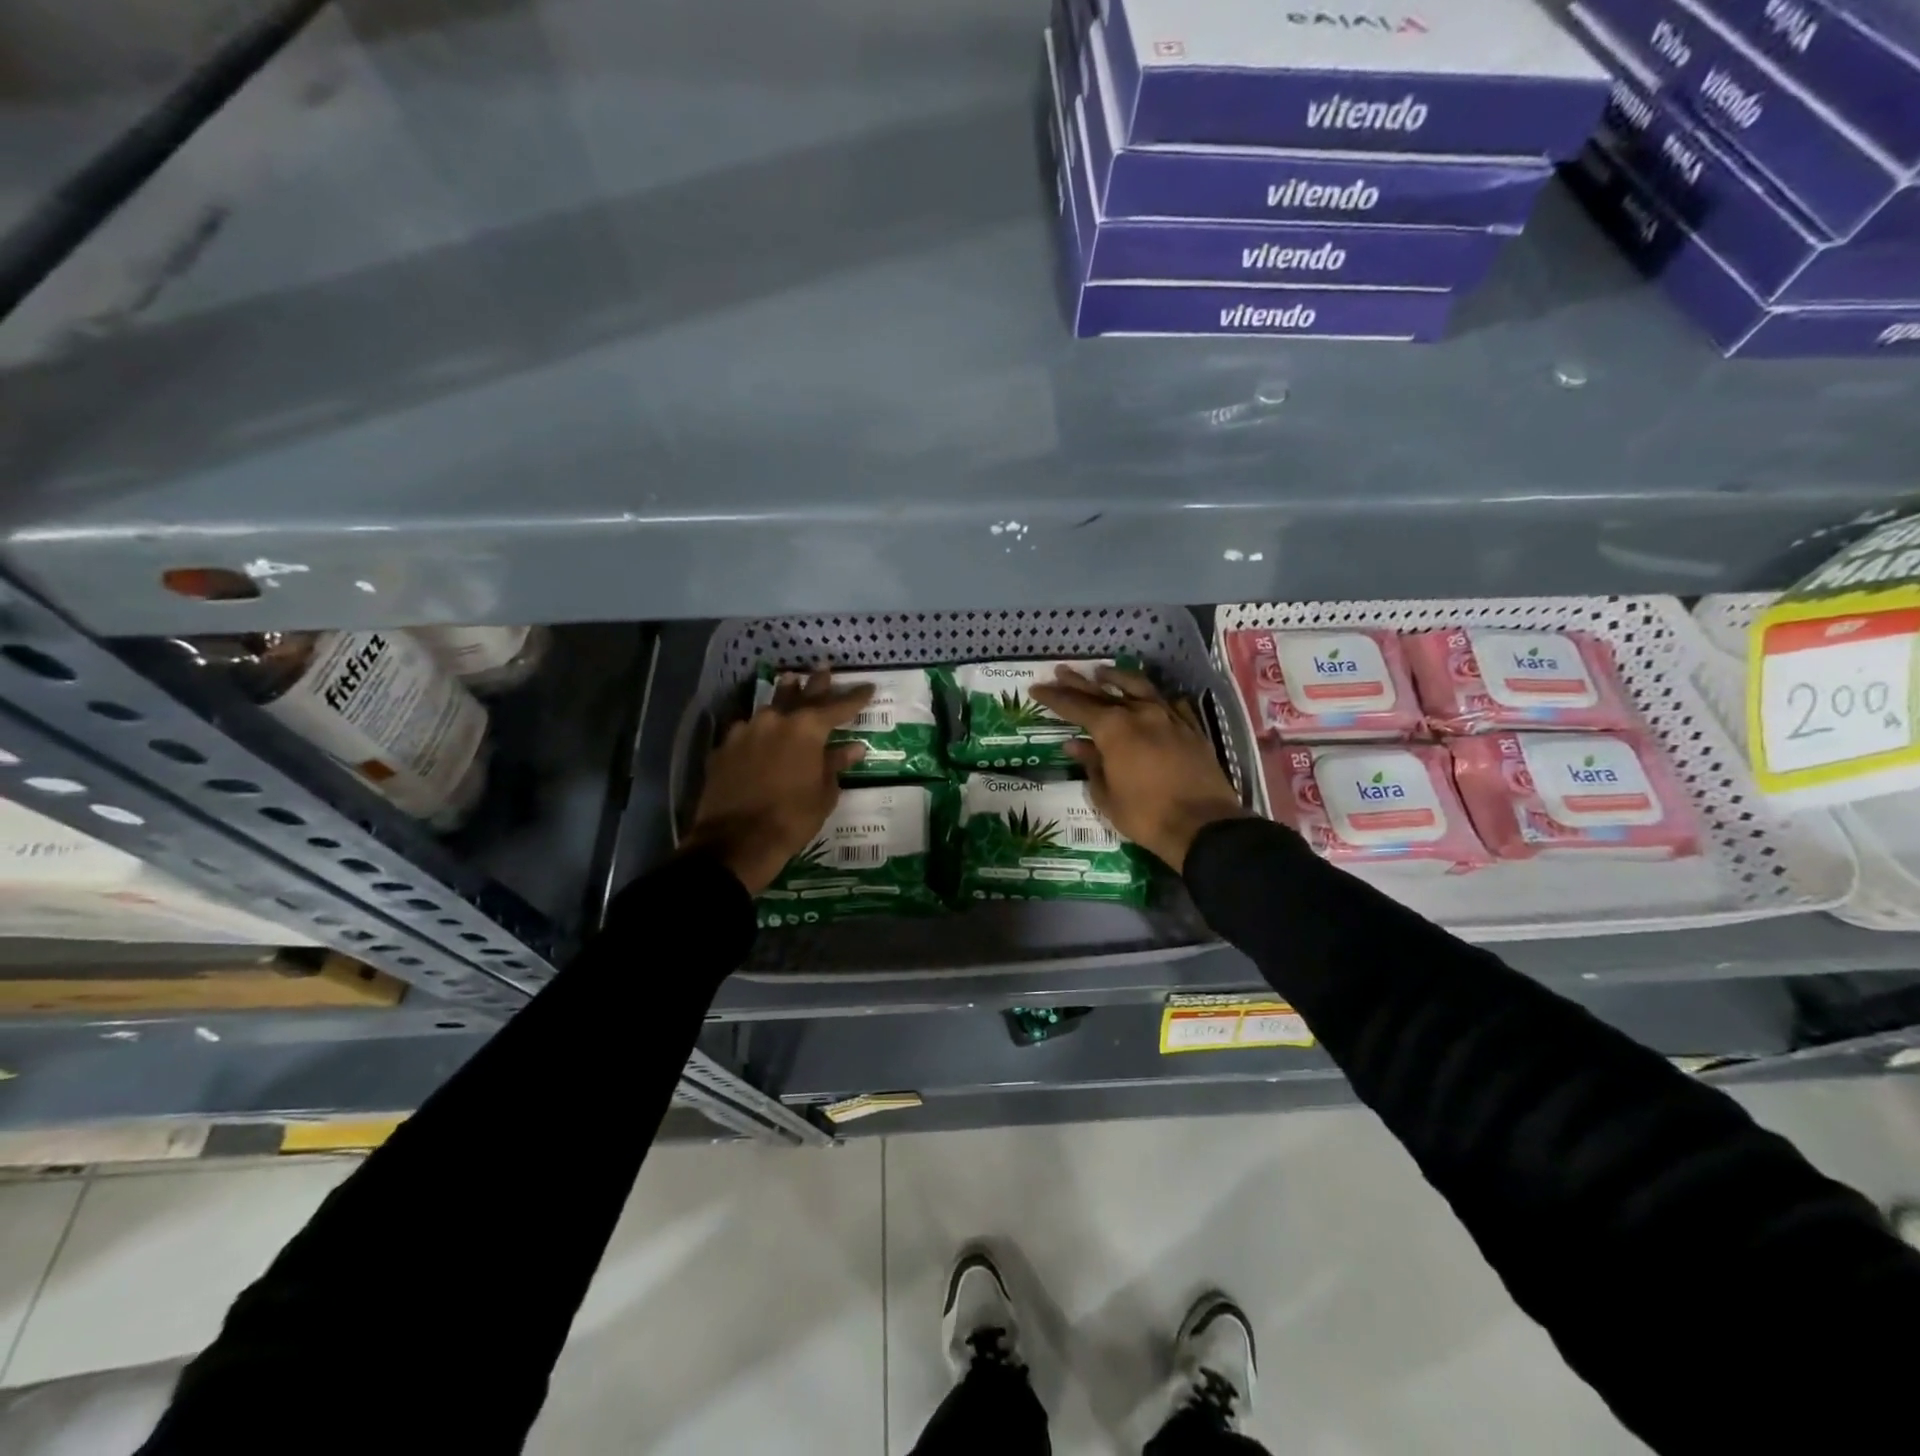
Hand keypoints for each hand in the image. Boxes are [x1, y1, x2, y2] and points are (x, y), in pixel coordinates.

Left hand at [683, 667, 873, 894]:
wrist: (736, 841)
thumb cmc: (792, 818)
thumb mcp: (824, 793)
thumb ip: (836, 765)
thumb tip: (853, 748)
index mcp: (807, 729)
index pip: (838, 707)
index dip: (855, 697)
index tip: (869, 687)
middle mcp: (776, 720)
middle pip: (801, 695)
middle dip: (816, 683)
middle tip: (824, 667)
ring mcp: (746, 731)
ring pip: (770, 706)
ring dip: (784, 695)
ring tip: (791, 681)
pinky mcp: (725, 747)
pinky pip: (748, 728)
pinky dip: (760, 726)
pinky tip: (761, 728)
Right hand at [1030, 665, 1248, 872]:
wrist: (1203, 825)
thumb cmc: (1145, 815)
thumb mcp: (1107, 795)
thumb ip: (1091, 765)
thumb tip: (1075, 745)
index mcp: (1114, 729)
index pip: (1076, 706)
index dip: (1054, 697)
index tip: (1036, 689)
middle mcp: (1140, 713)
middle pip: (1103, 692)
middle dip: (1079, 682)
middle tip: (1061, 671)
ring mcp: (1169, 717)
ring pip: (1140, 688)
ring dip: (1118, 678)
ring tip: (1103, 672)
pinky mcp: (1192, 728)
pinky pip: (1170, 704)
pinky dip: (1155, 698)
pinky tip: (1151, 699)